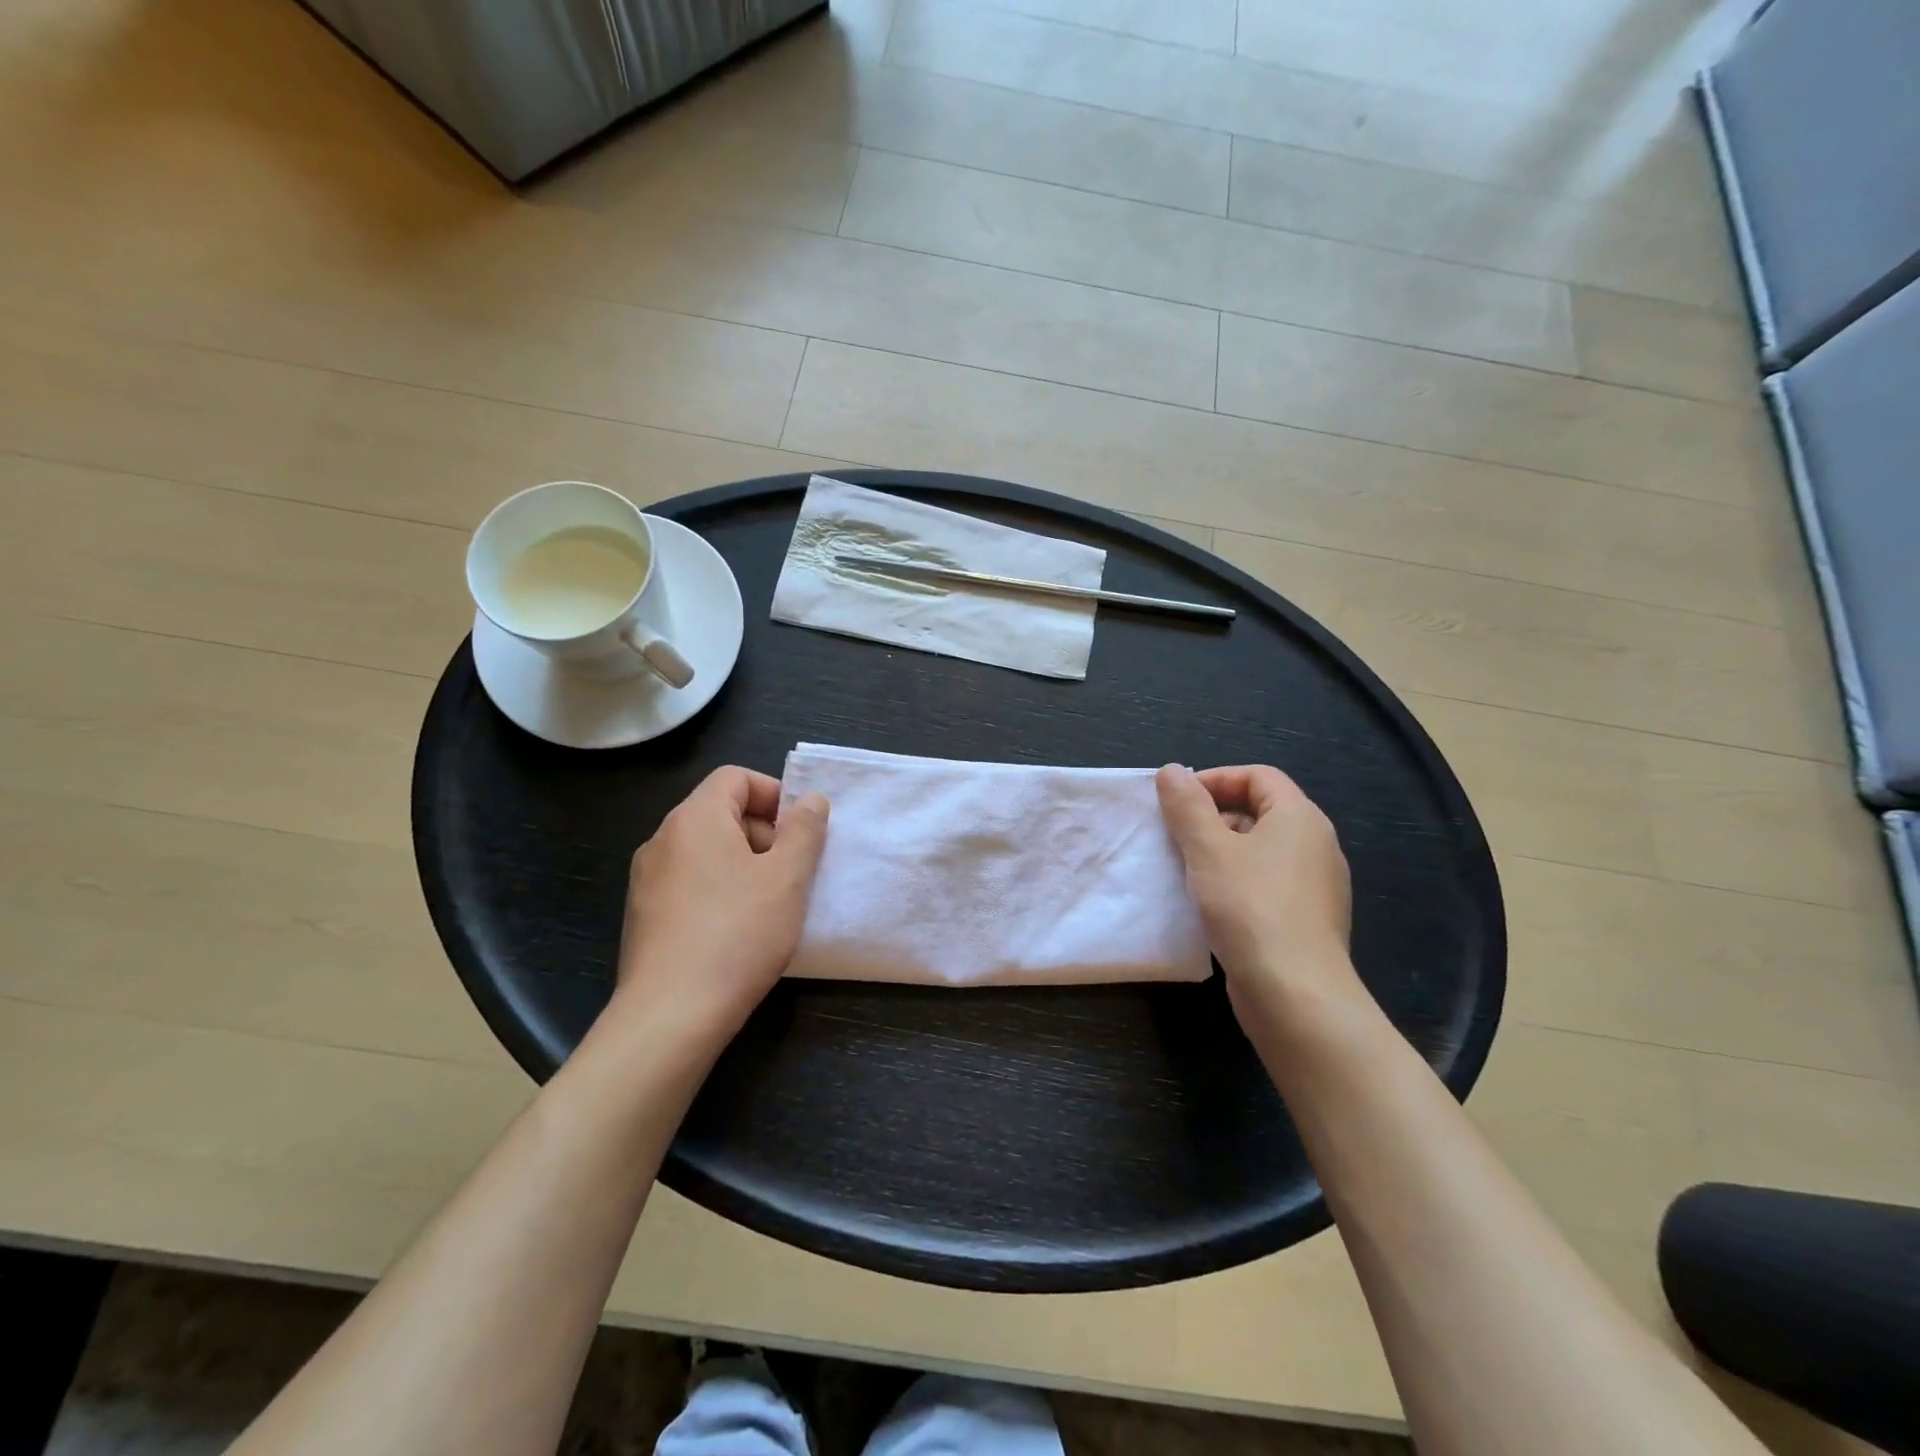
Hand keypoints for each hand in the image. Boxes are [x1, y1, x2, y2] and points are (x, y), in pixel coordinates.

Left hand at [608, 766, 829, 1050]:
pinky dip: (719, 890)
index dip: (775, 794)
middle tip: (793, 871)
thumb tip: (810, 800)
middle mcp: (662, 840)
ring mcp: (647, 880)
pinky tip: (739, 930)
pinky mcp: (643, 916)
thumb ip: (804, 831)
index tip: (801, 830)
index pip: (735, 777)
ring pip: (706, 851)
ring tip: (771, 904)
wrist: (670, 1016)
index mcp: (695, 819)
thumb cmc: (737, 935)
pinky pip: (690, 883)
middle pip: (720, 813)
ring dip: (745, 864)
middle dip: (764, 832)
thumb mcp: (787, 878)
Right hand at [1156, 764, 1359, 1028]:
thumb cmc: (1250, 908)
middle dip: (1213, 816)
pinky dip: (1236, 882)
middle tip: (1175, 835)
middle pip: (1261, 810)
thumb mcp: (1208, 849)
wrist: (1296, 995)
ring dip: (1220, 851)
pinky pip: (1267, 883)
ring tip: (1185, 869)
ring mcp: (1315, 886)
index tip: (1177, 800)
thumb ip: (1187, 806)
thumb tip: (1172, 771)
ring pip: (1261, 850)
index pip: (1258, 776)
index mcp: (1300, 818)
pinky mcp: (1307, 920)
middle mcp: (1316, 845)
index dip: (1215, 779)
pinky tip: (1208, 904)